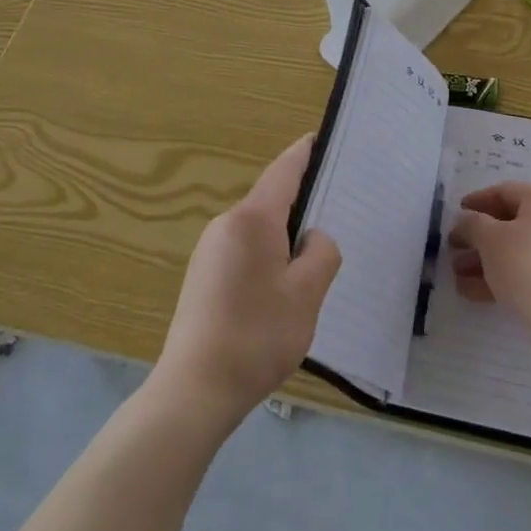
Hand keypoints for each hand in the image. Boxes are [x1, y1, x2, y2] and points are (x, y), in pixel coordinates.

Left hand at [154, 134, 341, 429]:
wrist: (194, 391)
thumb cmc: (256, 336)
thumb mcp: (306, 294)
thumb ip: (322, 253)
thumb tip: (313, 238)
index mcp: (252, 219)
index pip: (284, 170)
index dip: (304, 153)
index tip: (323, 139)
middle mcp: (226, 224)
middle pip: (272, 199)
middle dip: (302, 202)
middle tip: (337, 214)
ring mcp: (210, 250)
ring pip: (259, 228)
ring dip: (285, 236)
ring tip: (314, 260)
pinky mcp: (203, 276)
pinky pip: (245, 249)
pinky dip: (268, 255)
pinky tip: (282, 288)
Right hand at [449, 181, 530, 340]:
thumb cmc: (526, 264)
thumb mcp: (490, 239)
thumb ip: (471, 224)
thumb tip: (466, 220)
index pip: (504, 192)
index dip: (476, 202)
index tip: (456, 214)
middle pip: (510, 224)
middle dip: (478, 239)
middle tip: (453, 249)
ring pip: (518, 251)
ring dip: (485, 262)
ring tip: (457, 277)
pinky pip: (529, 272)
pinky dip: (503, 278)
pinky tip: (474, 293)